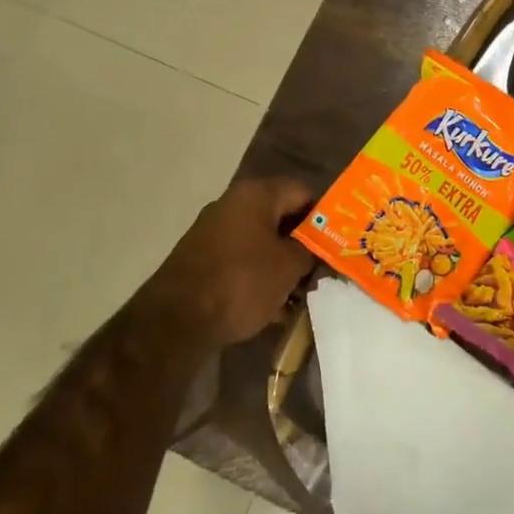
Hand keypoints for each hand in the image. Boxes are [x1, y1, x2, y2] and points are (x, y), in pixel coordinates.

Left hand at [130, 177, 316, 350]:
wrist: (176, 321)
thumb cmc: (241, 282)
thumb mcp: (289, 267)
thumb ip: (310, 250)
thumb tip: (315, 248)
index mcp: (256, 194)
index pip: (303, 192)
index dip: (324, 216)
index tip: (337, 241)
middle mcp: (232, 204)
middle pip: (281, 216)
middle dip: (303, 244)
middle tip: (322, 269)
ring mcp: (213, 231)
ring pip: (262, 242)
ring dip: (282, 263)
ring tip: (300, 293)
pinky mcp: (202, 258)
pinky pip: (242, 260)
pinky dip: (259, 276)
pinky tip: (273, 305)